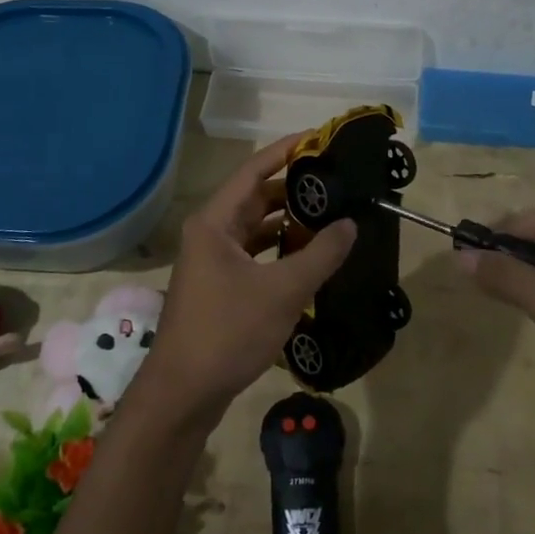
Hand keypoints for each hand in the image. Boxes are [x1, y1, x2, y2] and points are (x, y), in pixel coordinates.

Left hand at [131, 136, 356, 429]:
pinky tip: (309, 256)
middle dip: (294, 189)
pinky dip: (280, 250)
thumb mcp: (282, 291)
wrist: (183, 394)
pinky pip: (254, 253)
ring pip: (256, 228)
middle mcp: (210, 233)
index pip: (254, 170)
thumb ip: (320, 254)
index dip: (286, 151)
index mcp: (215, 222)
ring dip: (289, 222)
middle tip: (335, 182)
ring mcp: (212, 261)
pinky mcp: (219, 286)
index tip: (320, 138)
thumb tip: (351, 223)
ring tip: (331, 215)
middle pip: (256, 197)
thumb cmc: (228, 332)